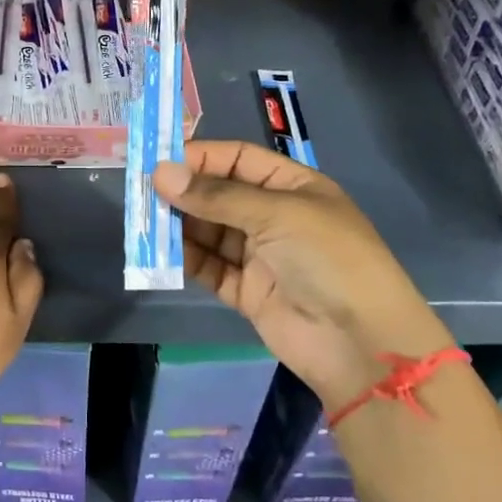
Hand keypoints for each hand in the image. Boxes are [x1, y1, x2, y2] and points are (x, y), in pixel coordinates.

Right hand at [152, 140, 453, 404]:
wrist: (360, 343)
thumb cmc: (328, 259)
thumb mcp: (277, 214)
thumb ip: (216, 196)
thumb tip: (160, 173)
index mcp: (291, 187)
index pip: (237, 159)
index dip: (199, 157)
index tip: (158, 162)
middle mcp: (273, 216)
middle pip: (218, 194)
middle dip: (183, 192)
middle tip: (141, 193)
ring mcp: (260, 255)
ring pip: (208, 231)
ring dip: (178, 225)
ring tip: (143, 221)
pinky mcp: (246, 291)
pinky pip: (209, 267)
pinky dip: (185, 259)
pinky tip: (158, 253)